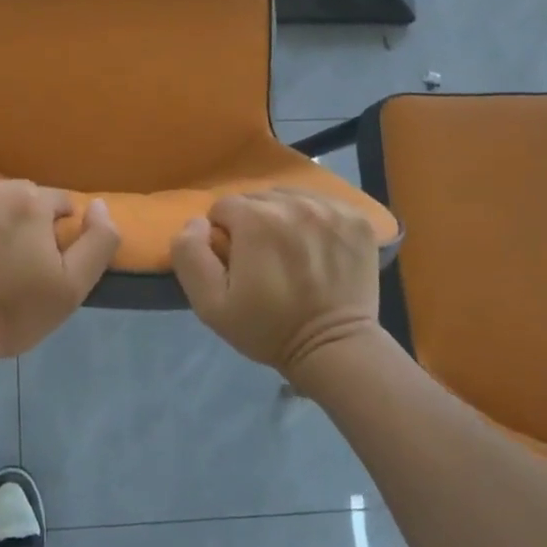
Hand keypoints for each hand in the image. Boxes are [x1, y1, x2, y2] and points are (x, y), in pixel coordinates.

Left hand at [0, 180, 119, 375]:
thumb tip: (99, 205)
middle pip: (19, 198)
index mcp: (30, 200)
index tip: (43, 264)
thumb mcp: (73, 286)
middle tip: (12, 264)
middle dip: (23, 223)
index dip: (56, 234)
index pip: (58, 204)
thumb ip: (99, 240)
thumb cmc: (12, 312)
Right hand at [171, 189, 381, 375]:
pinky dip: (315, 220)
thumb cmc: (268, 328)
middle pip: (257, 199)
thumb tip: (198, 221)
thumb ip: (190, 254)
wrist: (334, 349)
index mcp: (255, 218)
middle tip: (264, 261)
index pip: (224, 207)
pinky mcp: (356, 218)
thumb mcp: (210, 303)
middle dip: (253, 224)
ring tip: (291, 253)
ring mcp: (329, 208)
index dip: (225, 236)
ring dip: (283, 218)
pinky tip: (317, 249)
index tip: (238, 264)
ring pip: (289, 197)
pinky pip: (322, 204)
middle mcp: (293, 203)